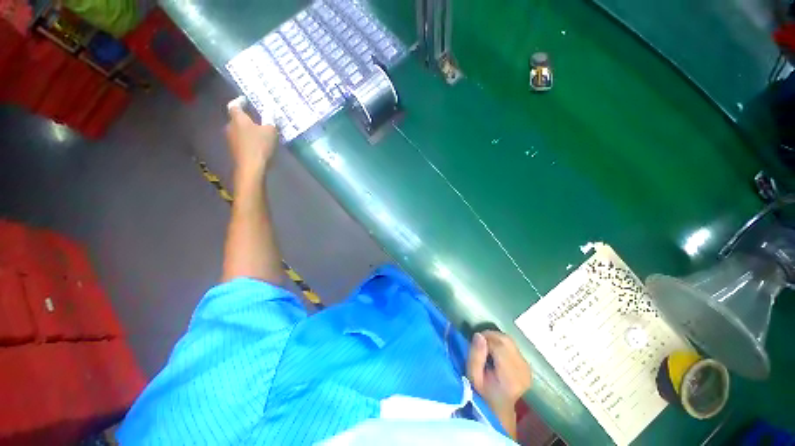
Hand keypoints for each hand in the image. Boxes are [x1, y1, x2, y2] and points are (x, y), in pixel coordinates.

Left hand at [226, 98, 278, 180]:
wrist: (251, 167)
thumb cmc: (260, 145)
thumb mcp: (270, 130)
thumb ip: (270, 119)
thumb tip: (270, 108)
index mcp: (238, 118)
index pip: (234, 105)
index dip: (239, 101)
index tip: (245, 100)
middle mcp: (230, 126)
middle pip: (236, 119)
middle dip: (245, 118)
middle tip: (256, 119)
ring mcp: (230, 139)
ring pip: (238, 130)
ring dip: (247, 130)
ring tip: (259, 133)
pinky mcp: (234, 150)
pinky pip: (241, 141)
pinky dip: (248, 140)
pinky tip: (257, 145)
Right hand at [467, 331, 531, 422]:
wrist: (499, 407)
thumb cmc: (483, 393)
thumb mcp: (473, 377)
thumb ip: (475, 356)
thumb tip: (479, 335)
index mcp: (510, 376)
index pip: (499, 346)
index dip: (486, 339)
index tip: (476, 343)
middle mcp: (522, 370)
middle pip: (506, 340)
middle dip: (491, 336)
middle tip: (480, 343)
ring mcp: (526, 367)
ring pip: (509, 340)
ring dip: (496, 339)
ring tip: (486, 347)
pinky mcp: (527, 365)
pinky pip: (512, 345)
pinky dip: (501, 344)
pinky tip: (495, 353)